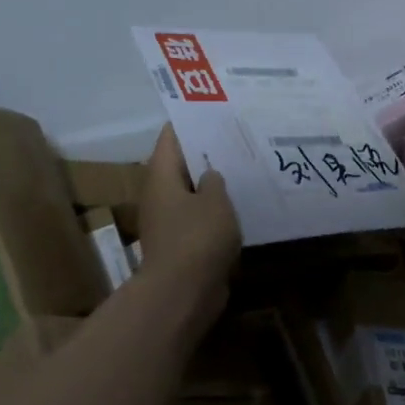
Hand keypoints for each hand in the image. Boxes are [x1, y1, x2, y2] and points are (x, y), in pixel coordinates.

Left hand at [135, 125, 239, 331]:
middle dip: (207, 153)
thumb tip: (210, 176)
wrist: (183, 293)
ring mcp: (168, 222)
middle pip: (181, 164)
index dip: (191, 121)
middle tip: (238, 139)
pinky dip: (216, 211)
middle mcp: (159, 195)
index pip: (171, 137)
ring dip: (213, 184)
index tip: (216, 112)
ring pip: (192, 193)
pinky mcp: (181, 244)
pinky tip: (241, 206)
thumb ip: (215, 181)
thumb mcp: (215, 200)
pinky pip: (200, 218)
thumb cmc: (197, 238)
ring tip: (244, 169)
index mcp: (161, 176)